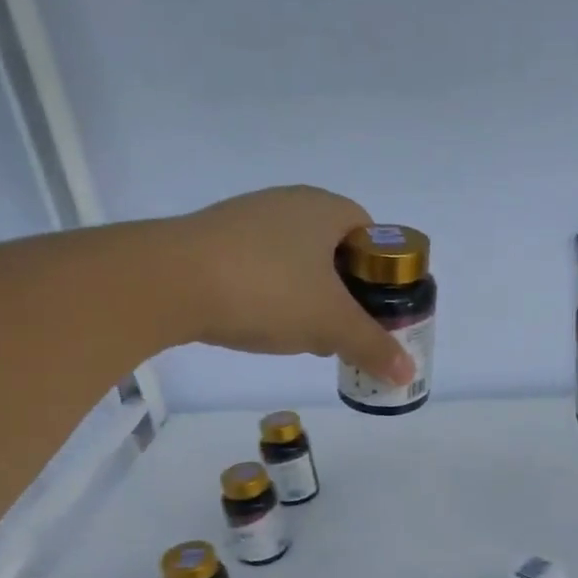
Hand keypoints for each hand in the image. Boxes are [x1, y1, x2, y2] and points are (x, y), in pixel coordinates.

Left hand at [165, 185, 415, 382]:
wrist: (169, 281)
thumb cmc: (268, 290)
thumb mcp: (330, 324)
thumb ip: (372, 346)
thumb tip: (409, 374)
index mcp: (325, 209)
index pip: (371, 234)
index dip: (381, 273)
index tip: (376, 308)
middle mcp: (289, 202)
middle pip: (334, 248)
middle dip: (344, 290)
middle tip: (343, 327)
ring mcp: (248, 217)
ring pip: (296, 259)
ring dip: (307, 295)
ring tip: (303, 333)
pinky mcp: (214, 238)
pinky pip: (260, 265)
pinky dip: (270, 292)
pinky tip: (261, 322)